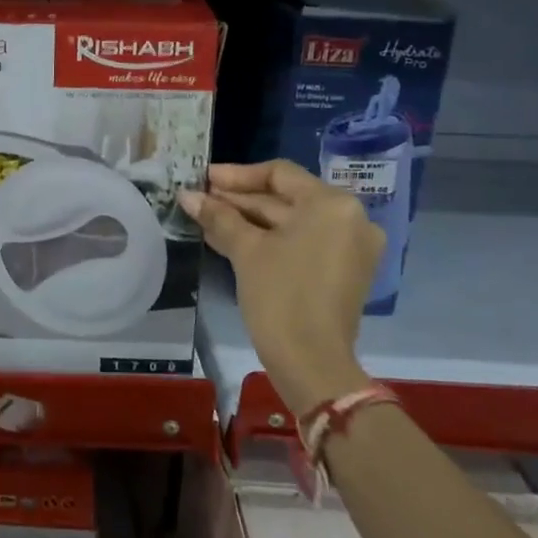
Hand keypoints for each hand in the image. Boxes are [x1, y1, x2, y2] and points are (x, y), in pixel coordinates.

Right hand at [178, 160, 379, 416]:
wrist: (312, 363)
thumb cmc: (280, 296)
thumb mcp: (246, 251)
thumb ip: (218, 216)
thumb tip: (187, 195)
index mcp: (332, 204)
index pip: (280, 174)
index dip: (236, 175)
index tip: (204, 178)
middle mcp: (349, 218)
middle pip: (286, 198)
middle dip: (240, 200)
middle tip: (200, 199)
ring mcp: (350, 246)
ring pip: (291, 222)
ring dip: (249, 220)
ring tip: (207, 219)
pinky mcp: (343, 271)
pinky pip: (302, 242)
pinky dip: (269, 239)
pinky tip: (230, 239)